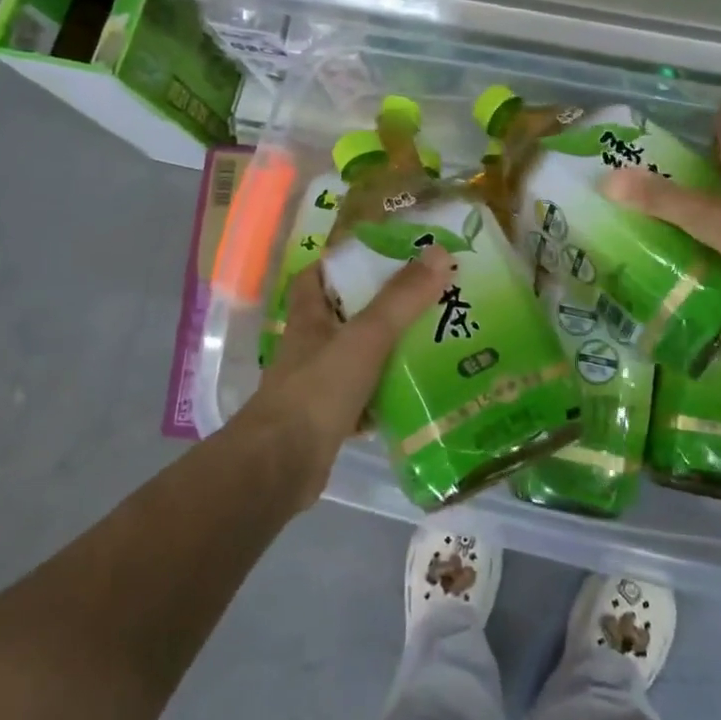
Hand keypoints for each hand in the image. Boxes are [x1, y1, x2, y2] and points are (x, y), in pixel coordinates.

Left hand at [239, 248, 453, 503]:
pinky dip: (389, 393)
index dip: (342, 261)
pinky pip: (367, 396)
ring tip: (435, 338)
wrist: (281, 467)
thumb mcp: (365, 337)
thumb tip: (439, 252)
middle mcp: (311, 347)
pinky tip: (421, 391)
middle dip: (382, 305)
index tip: (382, 255)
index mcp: (310, 318)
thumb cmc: (318, 391)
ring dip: (390, 349)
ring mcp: (319, 384)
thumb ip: (401, 298)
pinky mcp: (331, 419)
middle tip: (427, 295)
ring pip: (359, 357)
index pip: (317, 276)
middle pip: (346, 315)